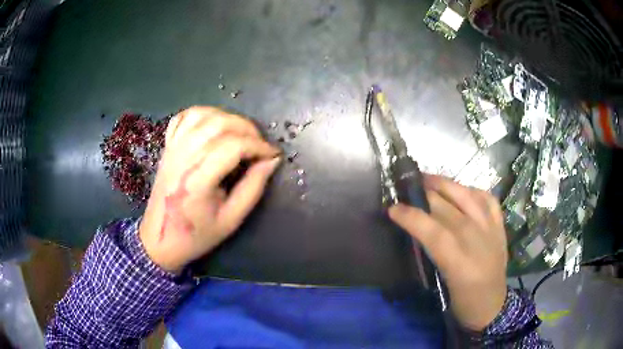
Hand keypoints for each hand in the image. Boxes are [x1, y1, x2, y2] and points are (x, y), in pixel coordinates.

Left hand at [139, 106, 280, 273]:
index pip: (233, 146)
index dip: (258, 146)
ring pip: (203, 115)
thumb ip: (253, 187)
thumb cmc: (197, 234)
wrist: (161, 237)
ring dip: (228, 118)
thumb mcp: (231, 219)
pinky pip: (184, 117)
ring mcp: (173, 148)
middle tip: (260, 146)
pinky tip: (214, 124)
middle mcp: (184, 156)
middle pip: (220, 124)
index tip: (273, 154)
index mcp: (199, 179)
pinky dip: (203, 113)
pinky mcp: (168, 146)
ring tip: (240, 134)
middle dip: (248, 129)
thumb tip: (271, 160)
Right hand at [388, 175, 507, 330]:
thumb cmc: (463, 301)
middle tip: (406, 190)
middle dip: (423, 195)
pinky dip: (473, 190)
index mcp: (459, 261)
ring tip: (428, 179)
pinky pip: (488, 198)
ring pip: (467, 195)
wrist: (492, 305)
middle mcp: (477, 238)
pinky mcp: (500, 225)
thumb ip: (431, 253)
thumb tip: (416, 229)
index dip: (410, 216)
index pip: (432, 231)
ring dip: (445, 184)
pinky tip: (462, 191)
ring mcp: (491, 228)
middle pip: (446, 208)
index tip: (392, 209)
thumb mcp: (441, 283)